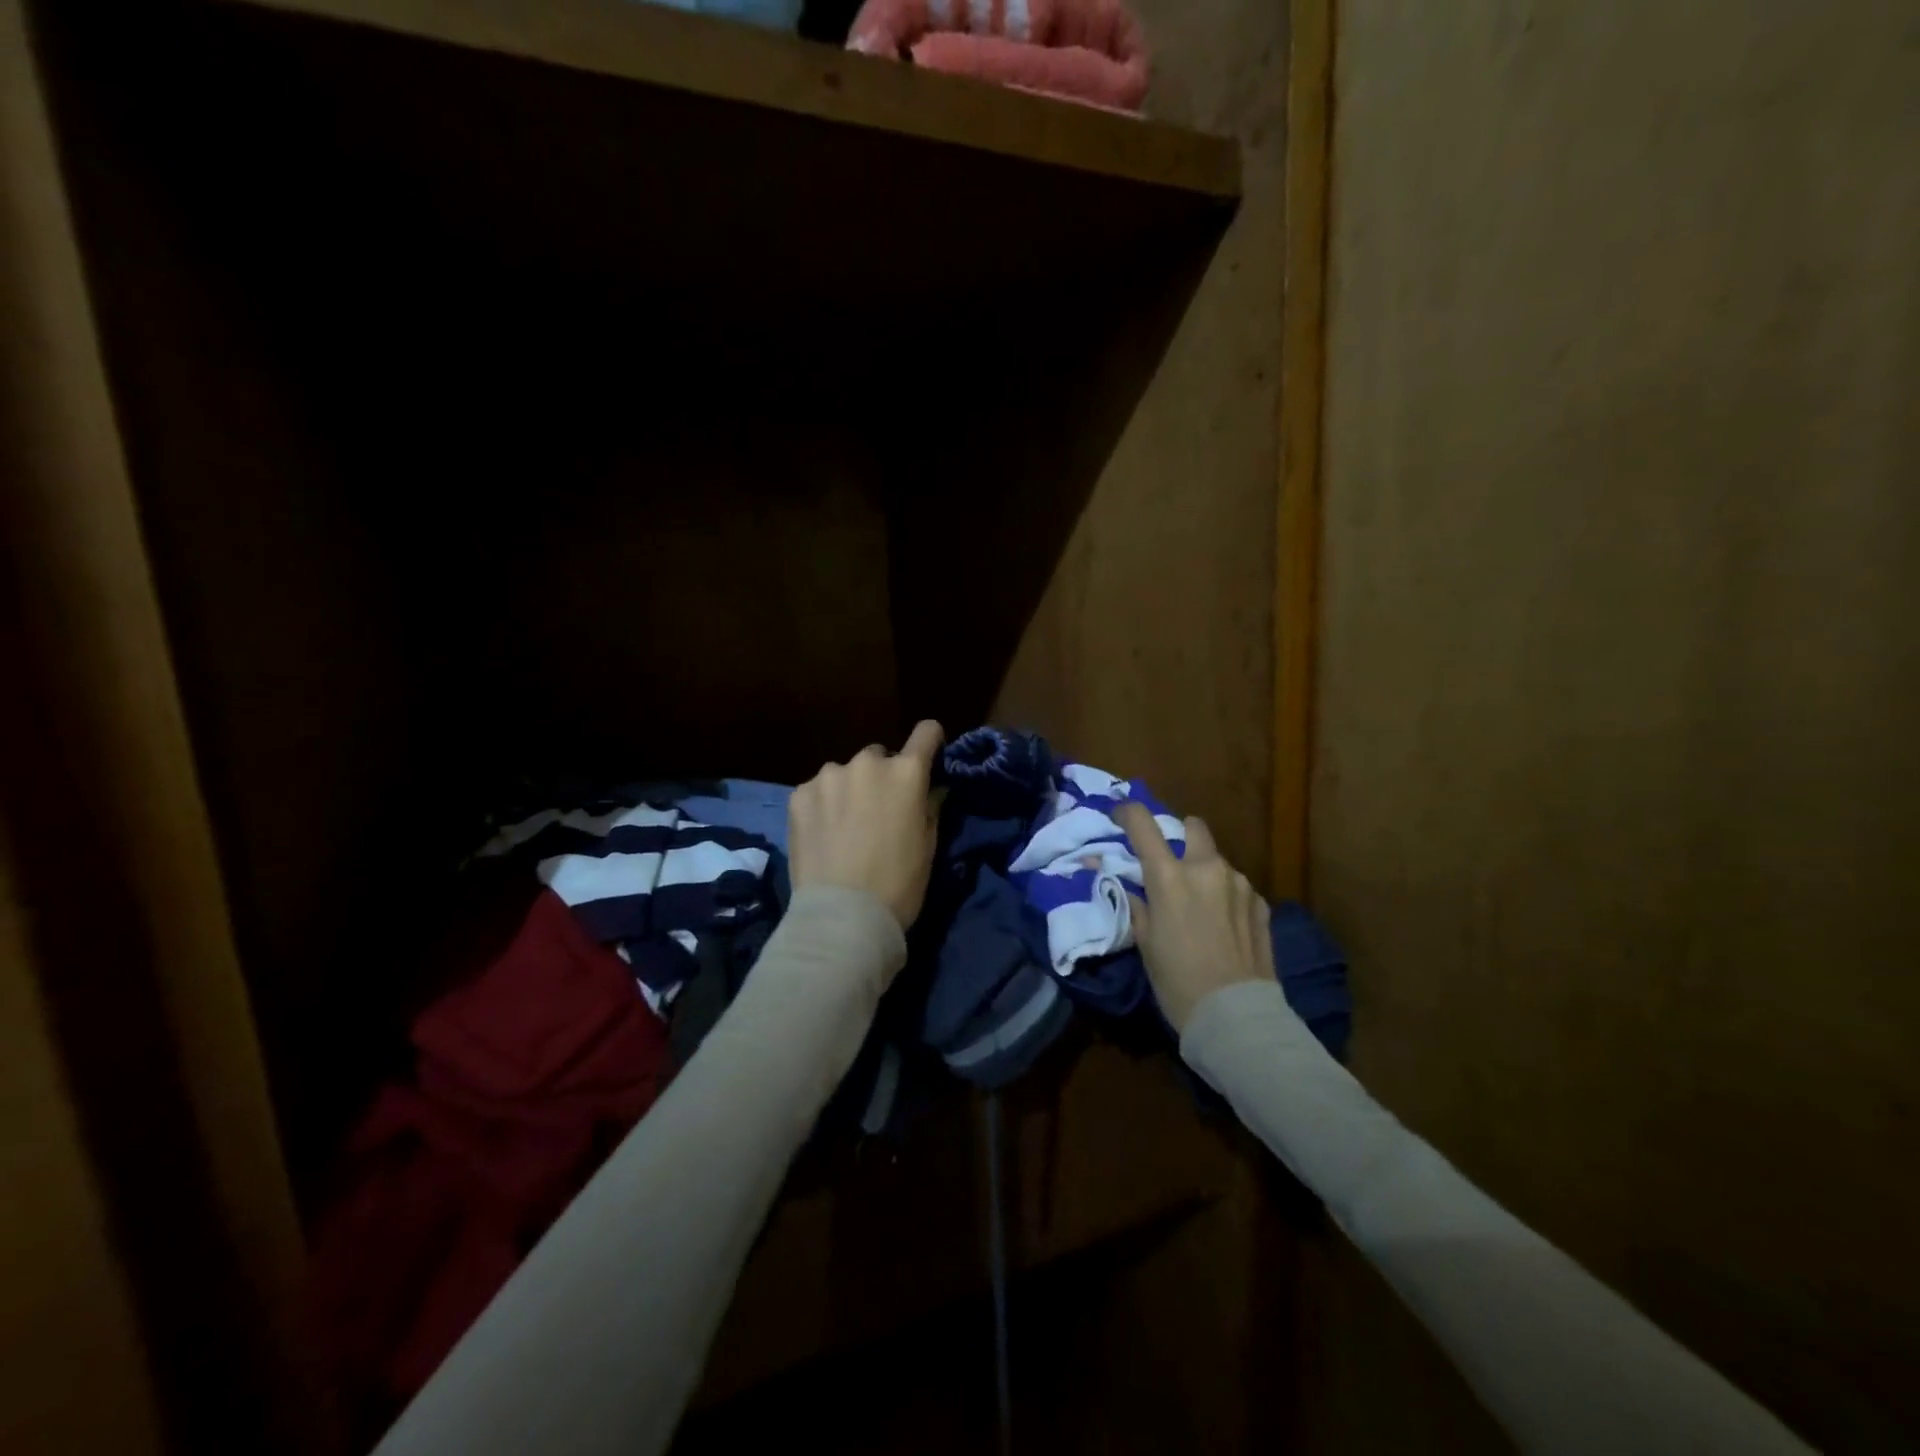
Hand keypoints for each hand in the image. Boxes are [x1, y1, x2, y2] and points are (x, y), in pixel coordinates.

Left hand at [789, 721, 944, 932]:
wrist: (842, 916)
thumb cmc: (898, 884)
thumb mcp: (928, 846)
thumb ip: (930, 807)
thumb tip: (932, 788)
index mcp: (906, 773)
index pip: (927, 732)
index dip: (930, 743)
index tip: (928, 759)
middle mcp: (867, 763)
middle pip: (880, 756)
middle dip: (882, 776)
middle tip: (878, 811)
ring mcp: (828, 776)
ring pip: (844, 773)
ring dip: (848, 789)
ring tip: (844, 826)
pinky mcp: (799, 794)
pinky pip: (817, 790)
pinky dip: (822, 805)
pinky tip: (822, 835)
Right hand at [1117, 802, 1274, 1032]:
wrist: (1236, 1017)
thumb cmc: (1177, 981)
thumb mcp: (1144, 942)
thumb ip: (1135, 902)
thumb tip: (1123, 881)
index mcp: (1169, 876)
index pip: (1143, 823)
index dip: (1129, 813)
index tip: (1122, 817)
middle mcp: (1207, 868)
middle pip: (1193, 826)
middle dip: (1180, 836)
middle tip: (1171, 865)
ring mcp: (1240, 883)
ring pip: (1217, 860)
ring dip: (1205, 871)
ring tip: (1200, 906)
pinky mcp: (1261, 903)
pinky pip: (1237, 886)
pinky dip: (1226, 895)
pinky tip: (1223, 925)